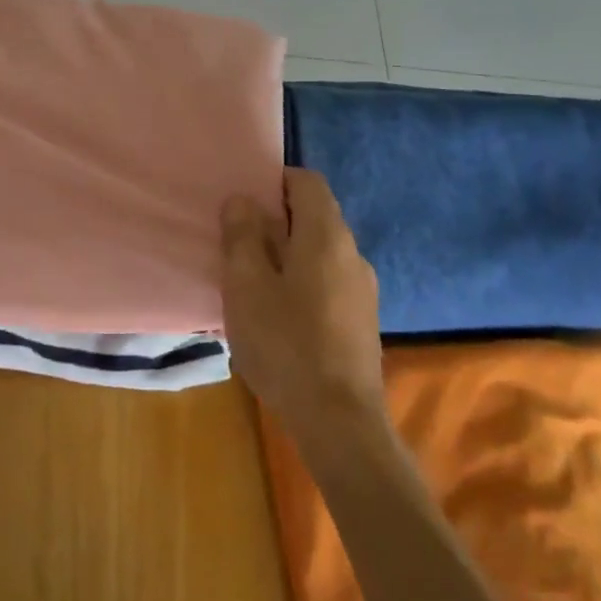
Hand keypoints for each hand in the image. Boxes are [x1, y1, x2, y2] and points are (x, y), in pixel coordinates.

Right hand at [221, 168, 385, 447]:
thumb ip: (241, 236)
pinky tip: (278, 316)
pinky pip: (328, 282)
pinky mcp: (362, 321)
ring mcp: (363, 290)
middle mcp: (352, 254)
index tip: (243, 198)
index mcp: (326, 236)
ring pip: (320, 253)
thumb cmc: (285, 343)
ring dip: (287, 254)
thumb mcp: (246, 286)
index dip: (275, 180)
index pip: (307, 182)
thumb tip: (242, 200)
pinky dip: (302, 282)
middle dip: (276, 220)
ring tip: (252, 281)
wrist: (339, 420)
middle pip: (315, 217)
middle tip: (237, 241)